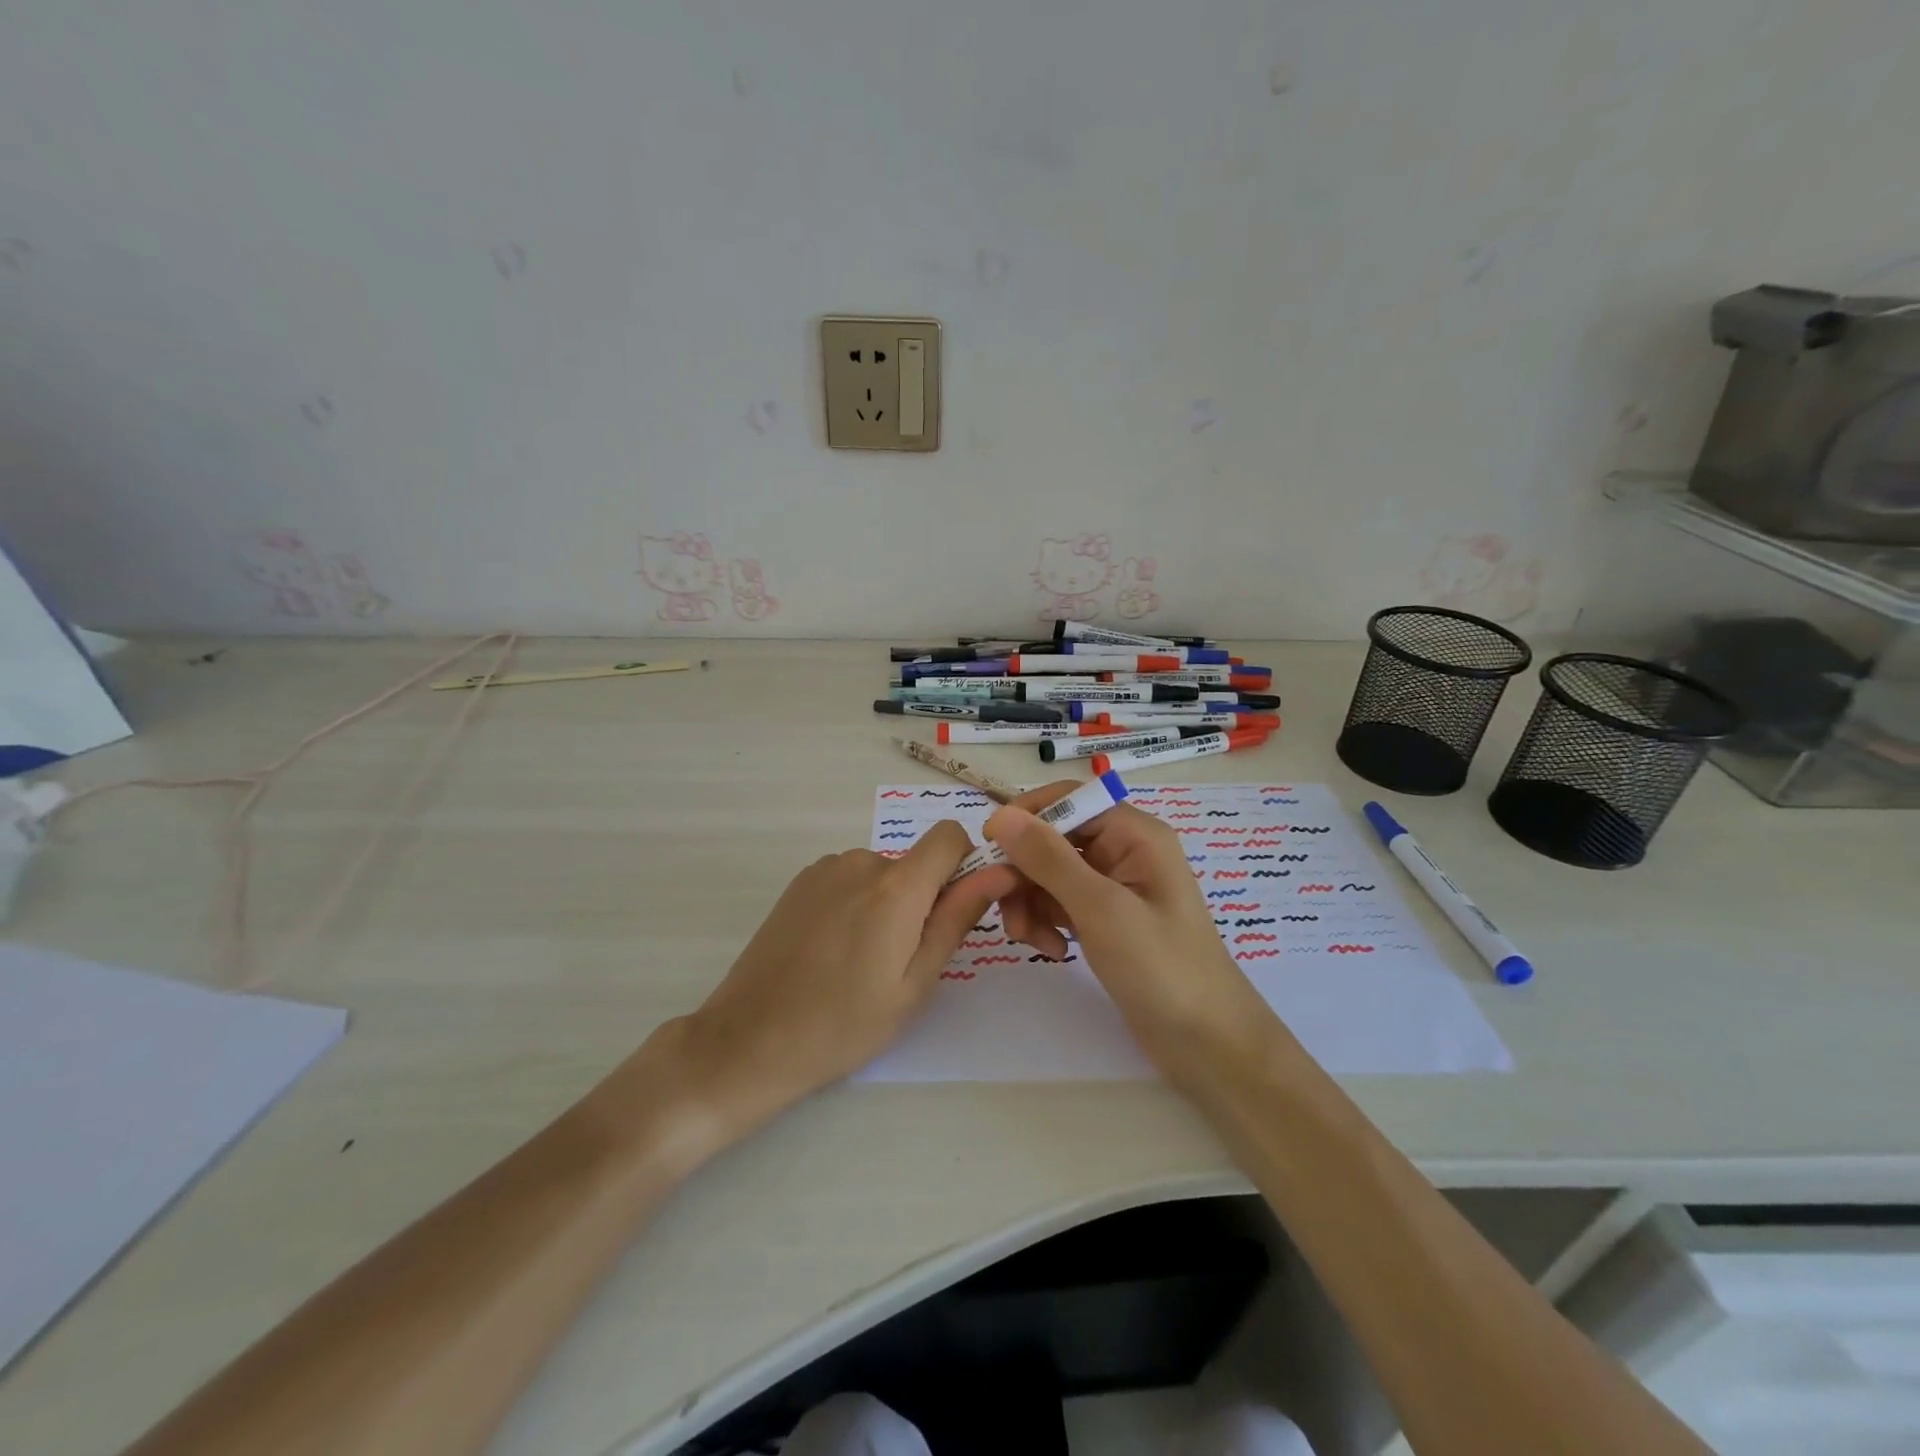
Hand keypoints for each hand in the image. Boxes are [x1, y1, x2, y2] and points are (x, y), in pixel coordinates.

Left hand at [672, 824, 1016, 1133]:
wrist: (750, 1040)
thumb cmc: (844, 1024)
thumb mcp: (914, 983)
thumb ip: (957, 919)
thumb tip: (1000, 871)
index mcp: (896, 887)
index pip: (949, 835)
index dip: (963, 863)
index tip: (953, 909)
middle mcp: (861, 862)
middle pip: (914, 863)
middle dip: (920, 899)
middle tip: (898, 961)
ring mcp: (825, 869)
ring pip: (881, 874)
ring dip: (885, 904)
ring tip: (859, 962)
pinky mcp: (799, 882)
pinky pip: (849, 879)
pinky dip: (855, 903)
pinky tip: (830, 951)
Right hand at [985, 781, 1284, 1086]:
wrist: (1206, 1044)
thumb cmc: (1162, 968)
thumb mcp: (1101, 909)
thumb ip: (1049, 859)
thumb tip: (1001, 815)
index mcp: (1134, 834)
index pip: (1068, 798)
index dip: (1027, 816)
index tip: (991, 848)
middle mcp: (1123, 851)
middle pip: (1053, 838)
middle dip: (1024, 872)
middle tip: (1007, 910)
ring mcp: (1113, 887)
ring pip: (1049, 874)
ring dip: (1030, 902)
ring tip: (1033, 941)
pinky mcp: (1104, 918)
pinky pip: (1059, 902)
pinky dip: (1046, 921)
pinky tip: (1052, 950)